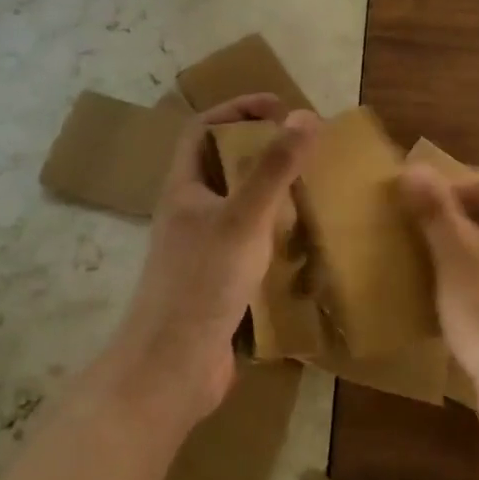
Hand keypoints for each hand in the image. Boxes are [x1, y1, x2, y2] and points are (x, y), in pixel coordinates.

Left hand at [107, 94, 317, 428]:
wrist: (171, 371)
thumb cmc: (202, 284)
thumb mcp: (244, 218)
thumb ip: (274, 168)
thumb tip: (306, 116)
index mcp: (184, 189)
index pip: (203, 129)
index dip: (237, 109)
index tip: (280, 107)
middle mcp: (189, 213)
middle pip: (221, 164)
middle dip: (259, 149)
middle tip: (301, 149)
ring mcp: (201, 249)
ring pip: (236, 204)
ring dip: (268, 191)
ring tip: (308, 189)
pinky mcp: (216, 282)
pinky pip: (246, 241)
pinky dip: (271, 232)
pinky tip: (299, 242)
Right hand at [397, 164, 478, 438]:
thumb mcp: (456, 253)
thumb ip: (435, 209)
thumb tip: (413, 168)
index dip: (442, 188)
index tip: (405, 205)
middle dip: (447, 222)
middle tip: (407, 234)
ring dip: (457, 256)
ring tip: (419, 266)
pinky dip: (473, 285)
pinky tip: (444, 303)